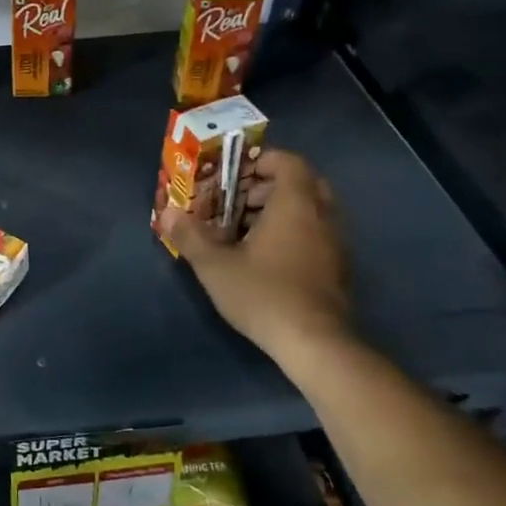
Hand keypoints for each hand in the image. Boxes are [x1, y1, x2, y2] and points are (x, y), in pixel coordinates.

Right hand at [161, 148, 353, 362]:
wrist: (314, 343)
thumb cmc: (263, 293)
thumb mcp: (214, 265)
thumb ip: (189, 235)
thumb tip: (167, 214)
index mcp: (296, 204)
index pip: (288, 161)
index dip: (260, 162)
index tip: (232, 176)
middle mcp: (323, 216)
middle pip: (300, 184)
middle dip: (265, 187)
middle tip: (235, 203)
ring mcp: (335, 243)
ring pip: (309, 211)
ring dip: (277, 212)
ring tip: (242, 233)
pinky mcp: (338, 268)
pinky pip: (315, 234)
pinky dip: (291, 234)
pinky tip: (264, 259)